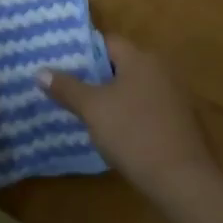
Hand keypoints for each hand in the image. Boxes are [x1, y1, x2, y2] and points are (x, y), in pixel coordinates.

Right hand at [40, 36, 216, 200]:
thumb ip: (67, 88)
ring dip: (113, 96)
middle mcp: (160, 68)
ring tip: (86, 111)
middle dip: (96, 76)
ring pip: (134, 87)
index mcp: (140, 57)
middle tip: (68, 88)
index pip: (107, 42)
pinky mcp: (180, 120)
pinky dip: (130, 113)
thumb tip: (40, 72)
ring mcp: (174, 95)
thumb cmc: (133, 134)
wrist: (183, 180)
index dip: (83, 51)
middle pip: (121, 64)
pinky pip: (147, 106)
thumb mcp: (93, 110)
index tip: (61, 64)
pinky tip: (116, 132)